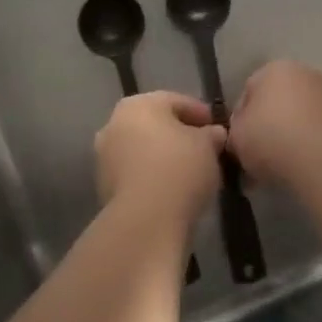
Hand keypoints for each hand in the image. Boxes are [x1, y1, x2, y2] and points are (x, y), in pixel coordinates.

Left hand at [95, 92, 225, 224]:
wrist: (145, 220)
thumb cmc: (179, 169)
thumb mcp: (208, 147)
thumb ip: (211, 135)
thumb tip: (213, 134)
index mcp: (138, 104)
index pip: (175, 101)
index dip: (200, 113)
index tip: (217, 128)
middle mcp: (114, 123)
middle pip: (154, 124)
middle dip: (179, 134)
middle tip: (204, 149)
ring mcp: (105, 156)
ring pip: (142, 149)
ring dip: (163, 156)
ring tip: (190, 173)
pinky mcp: (103, 186)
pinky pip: (135, 173)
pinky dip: (152, 176)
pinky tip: (172, 190)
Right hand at [230, 61, 321, 185]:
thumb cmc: (272, 139)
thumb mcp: (236, 137)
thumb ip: (235, 132)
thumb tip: (243, 136)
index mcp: (274, 68)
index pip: (249, 91)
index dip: (241, 120)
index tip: (241, 145)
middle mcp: (306, 72)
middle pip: (279, 101)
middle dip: (270, 126)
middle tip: (260, 158)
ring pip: (302, 117)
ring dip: (293, 136)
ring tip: (284, 168)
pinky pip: (321, 132)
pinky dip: (313, 145)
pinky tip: (305, 168)